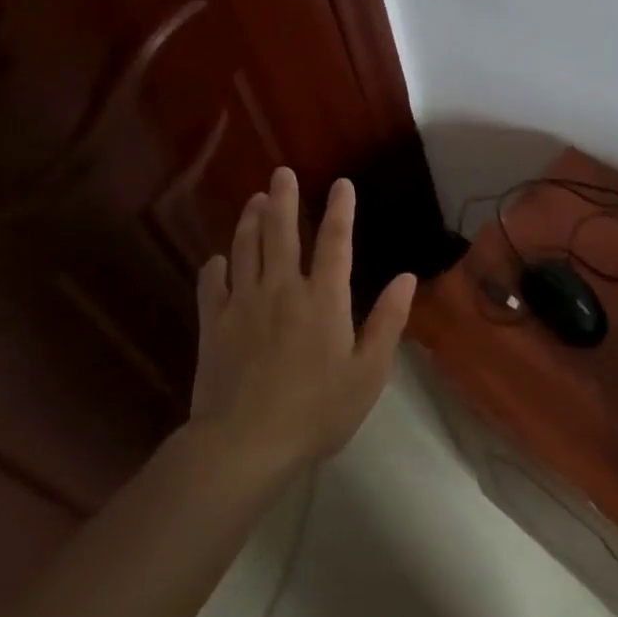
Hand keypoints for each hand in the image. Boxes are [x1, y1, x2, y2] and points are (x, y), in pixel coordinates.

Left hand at [191, 167, 416, 472]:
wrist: (245, 444)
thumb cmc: (317, 411)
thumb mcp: (368, 373)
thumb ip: (388, 321)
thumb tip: (406, 277)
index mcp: (324, 299)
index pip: (335, 242)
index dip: (340, 210)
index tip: (341, 184)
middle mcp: (282, 289)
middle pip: (281, 233)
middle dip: (282, 199)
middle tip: (280, 172)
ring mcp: (243, 304)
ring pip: (245, 249)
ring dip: (250, 220)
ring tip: (254, 199)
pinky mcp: (212, 325)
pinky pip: (211, 284)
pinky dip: (215, 266)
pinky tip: (218, 259)